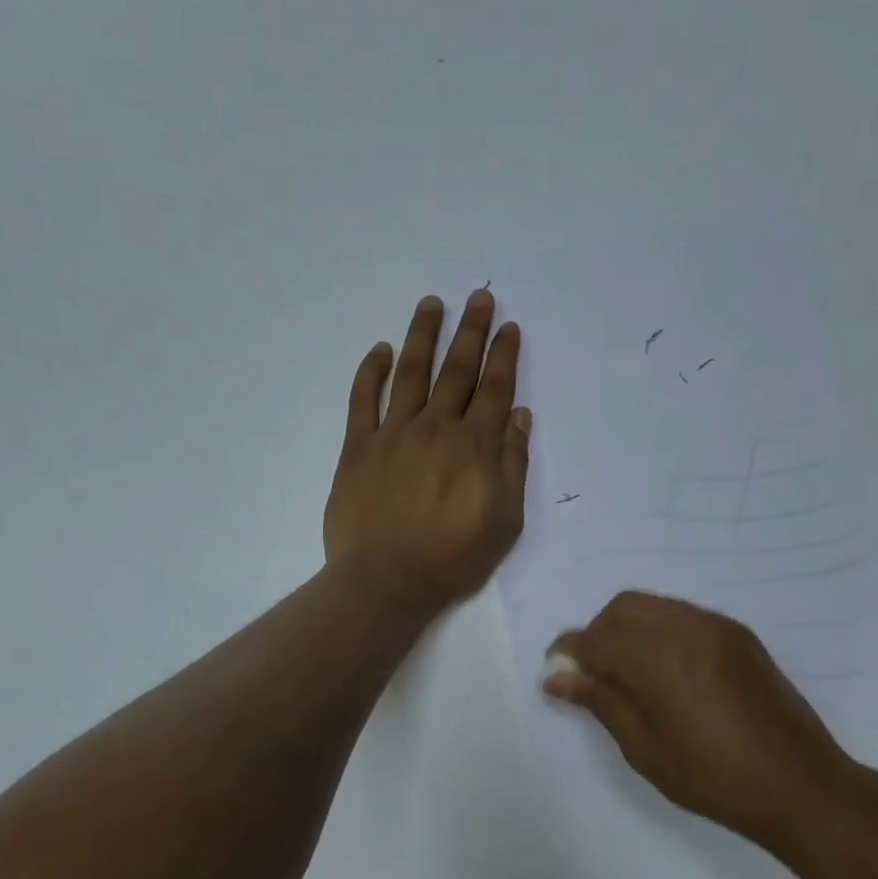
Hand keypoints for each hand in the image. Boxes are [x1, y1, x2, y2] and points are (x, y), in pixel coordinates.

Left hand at [324, 289, 530, 608]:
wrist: (386, 580)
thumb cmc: (452, 557)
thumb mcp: (505, 520)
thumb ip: (512, 465)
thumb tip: (518, 416)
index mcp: (474, 446)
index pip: (493, 389)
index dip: (502, 355)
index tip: (508, 326)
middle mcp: (436, 428)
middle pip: (456, 371)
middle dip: (470, 331)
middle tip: (478, 297)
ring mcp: (393, 434)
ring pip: (410, 373)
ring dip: (422, 336)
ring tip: (431, 304)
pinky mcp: (358, 448)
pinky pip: (363, 399)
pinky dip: (370, 371)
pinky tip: (379, 349)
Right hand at [544, 592, 866, 848]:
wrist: (800, 785)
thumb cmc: (713, 778)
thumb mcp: (644, 748)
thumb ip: (600, 701)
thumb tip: (556, 677)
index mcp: (660, 661)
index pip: (596, 640)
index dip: (569, 653)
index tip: (556, 673)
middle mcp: (687, 629)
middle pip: (622, 608)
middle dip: (598, 634)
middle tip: (594, 675)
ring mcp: (717, 627)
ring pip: (653, 606)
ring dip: (628, 630)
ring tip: (629, 674)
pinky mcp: (738, 634)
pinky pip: (682, 615)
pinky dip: (659, 631)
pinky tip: (664, 670)